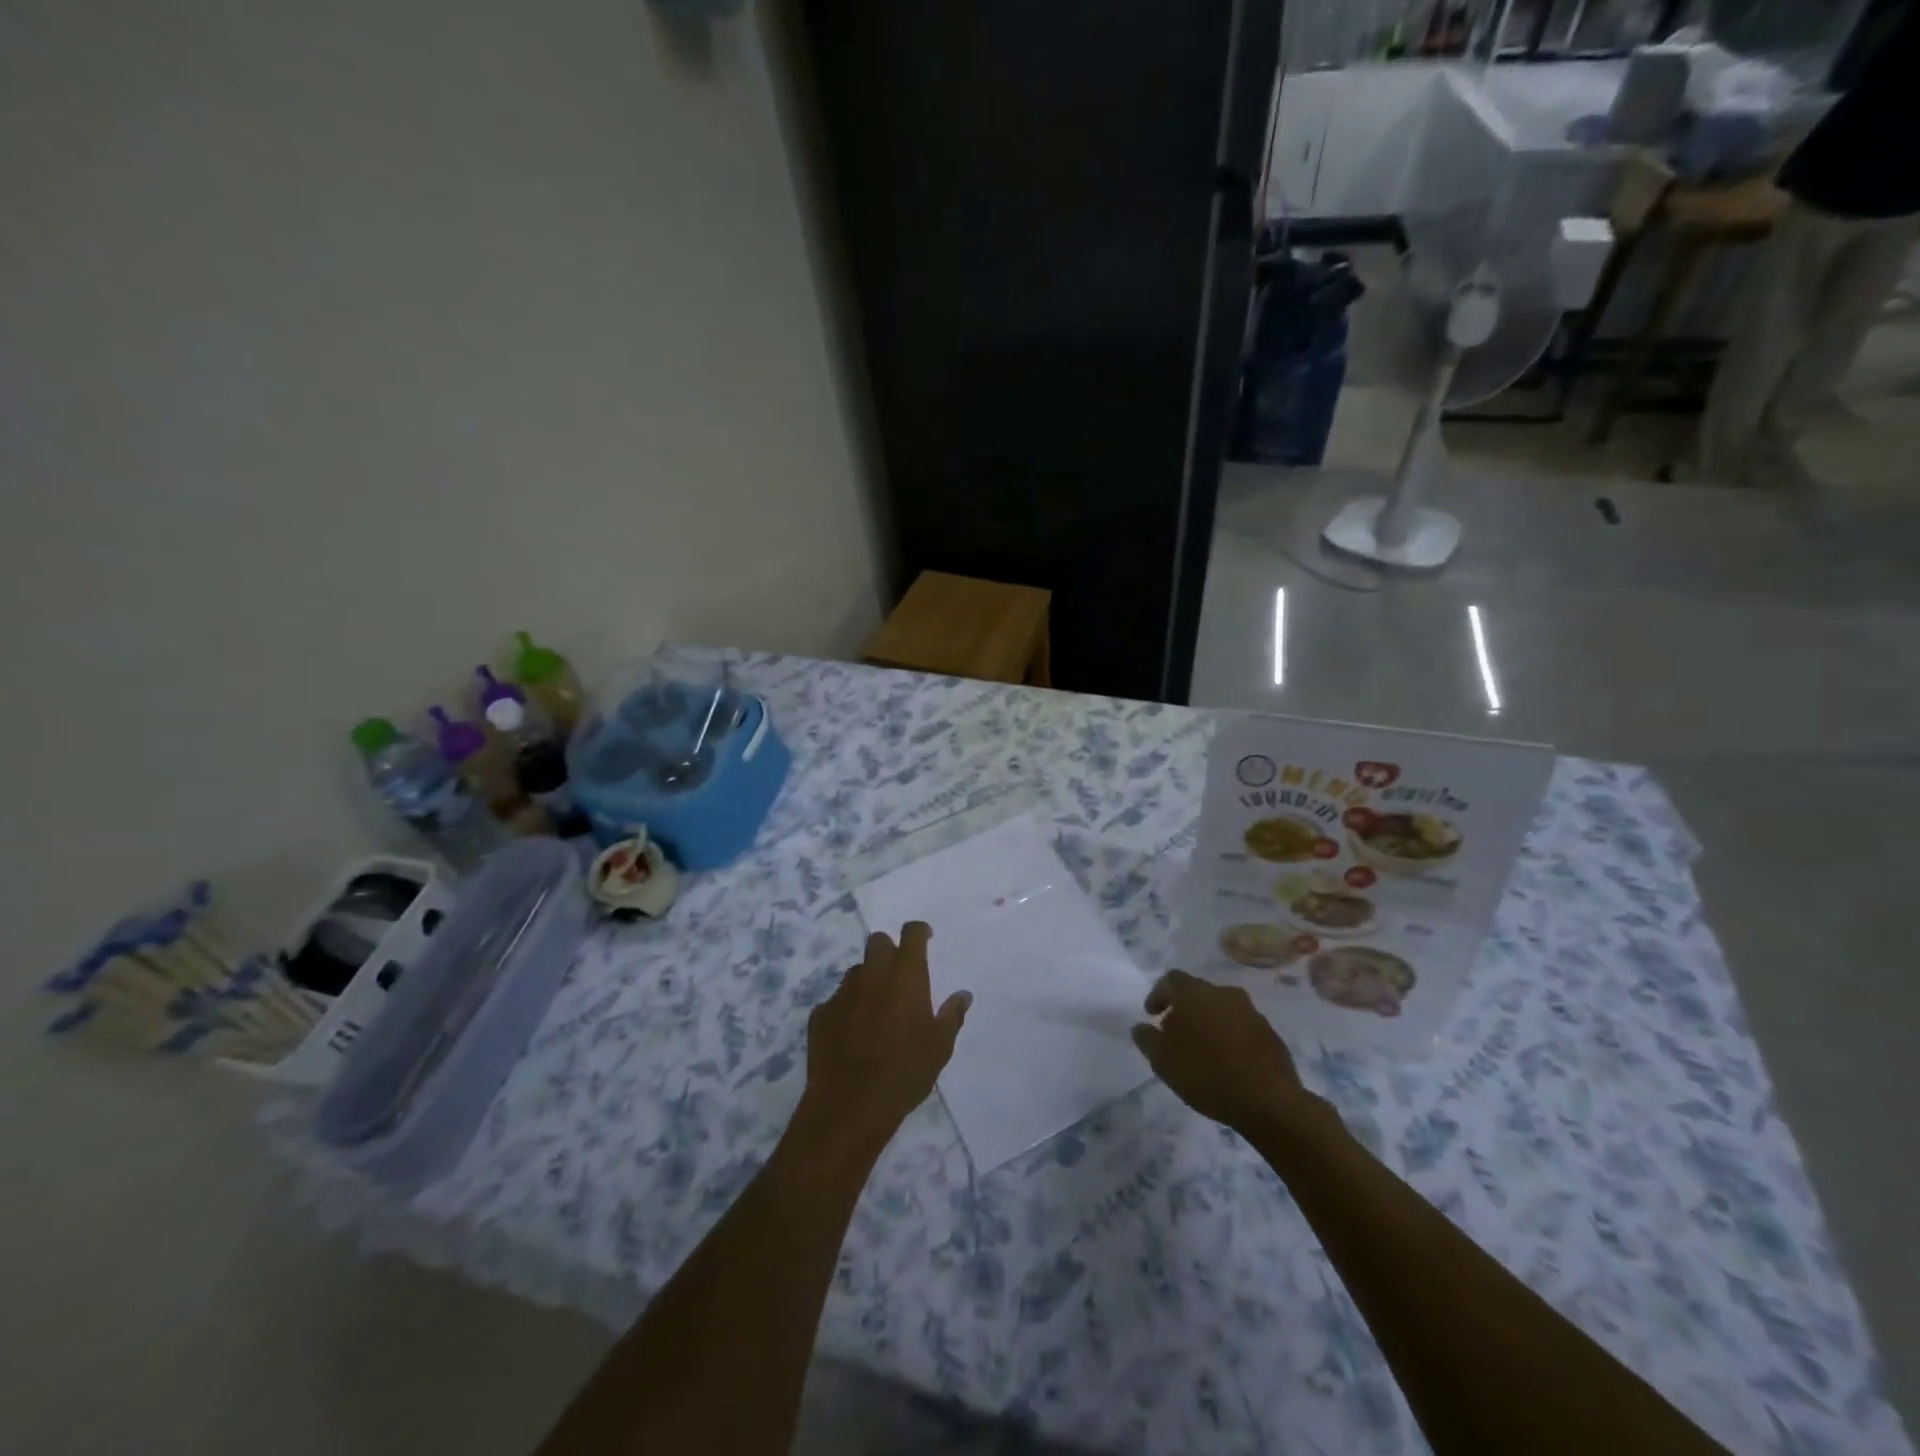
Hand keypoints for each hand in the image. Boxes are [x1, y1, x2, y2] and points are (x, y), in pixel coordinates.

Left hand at [799, 923, 970, 1157]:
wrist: (850, 1105)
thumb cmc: (905, 1072)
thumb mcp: (940, 1047)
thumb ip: (952, 1015)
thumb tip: (963, 995)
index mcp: (905, 975)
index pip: (911, 933)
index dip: (919, 931)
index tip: (925, 938)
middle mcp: (872, 974)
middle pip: (878, 942)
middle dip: (889, 950)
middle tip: (899, 975)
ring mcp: (842, 992)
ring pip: (857, 972)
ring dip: (868, 981)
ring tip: (876, 1010)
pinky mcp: (820, 1014)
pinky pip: (837, 1001)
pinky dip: (847, 1009)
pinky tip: (852, 1034)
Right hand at [1131, 970, 1318, 1135]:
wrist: (1269, 1101)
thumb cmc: (1207, 1075)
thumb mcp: (1163, 1061)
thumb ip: (1147, 1039)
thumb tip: (1141, 1027)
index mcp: (1194, 994)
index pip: (1171, 979)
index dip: (1158, 994)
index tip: (1151, 1015)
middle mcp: (1223, 993)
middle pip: (1197, 992)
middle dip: (1183, 1009)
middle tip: (1174, 1033)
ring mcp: (1250, 1011)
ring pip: (1221, 1008)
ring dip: (1207, 1021)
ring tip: (1201, 1049)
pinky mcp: (1269, 1032)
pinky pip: (1241, 1026)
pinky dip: (1229, 1035)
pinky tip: (1226, 1060)